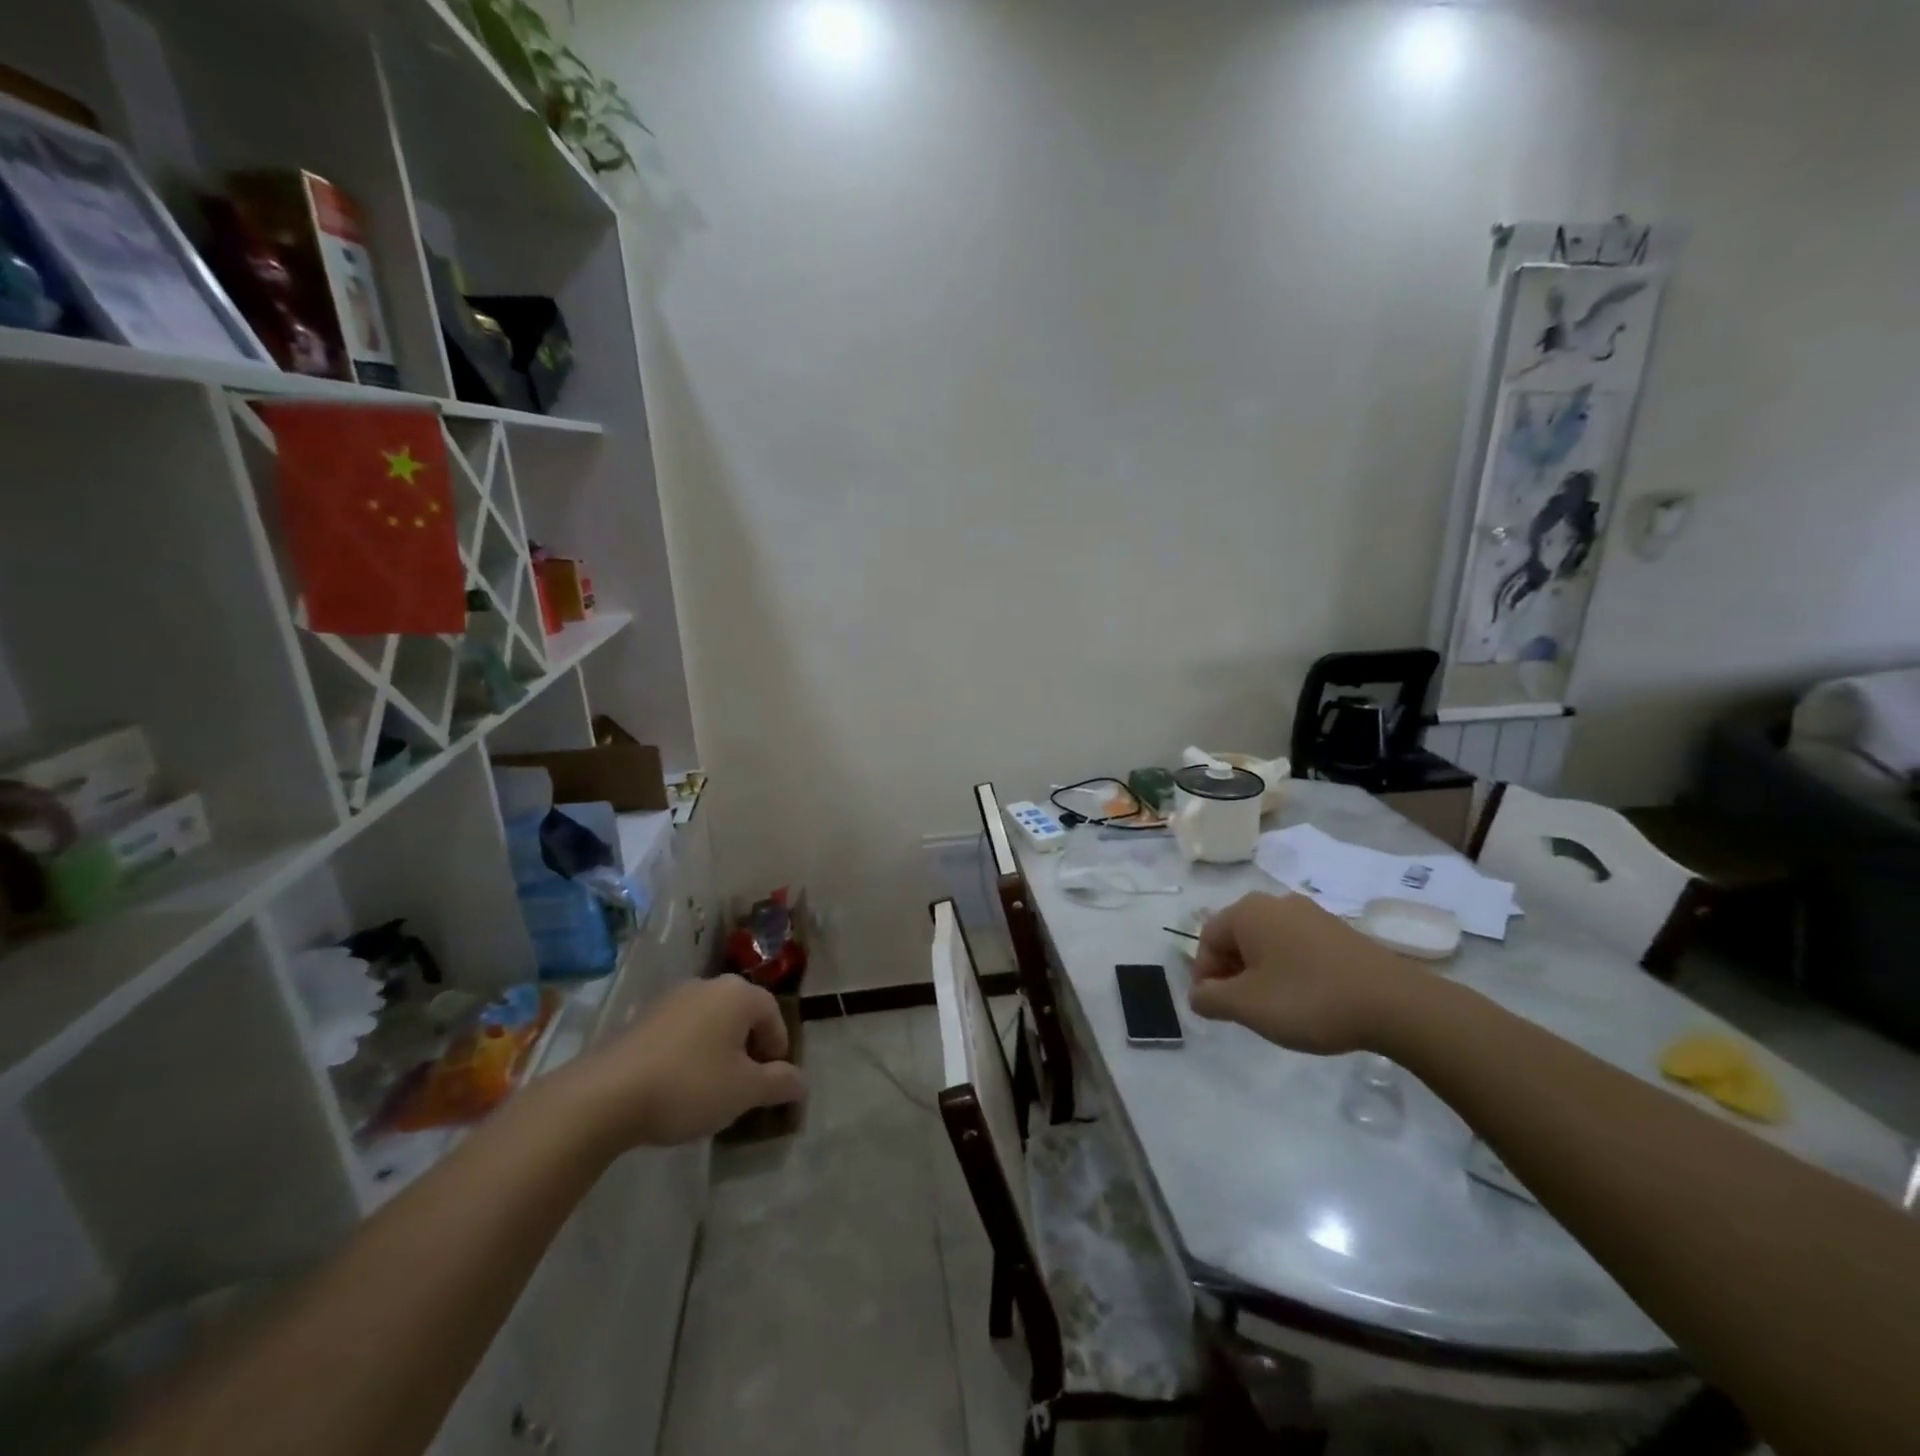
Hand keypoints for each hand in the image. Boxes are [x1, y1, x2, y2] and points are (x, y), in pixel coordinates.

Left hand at [570, 976, 804, 1147]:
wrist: (606, 1095)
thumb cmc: (689, 1086)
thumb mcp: (744, 1091)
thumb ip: (779, 1083)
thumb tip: (802, 1082)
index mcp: (738, 994)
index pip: (773, 1014)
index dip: (778, 1048)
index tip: (770, 1083)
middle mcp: (708, 986)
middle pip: (741, 1015)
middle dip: (748, 1049)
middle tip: (744, 1086)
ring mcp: (672, 999)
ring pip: (711, 1023)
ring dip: (718, 1051)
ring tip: (711, 1090)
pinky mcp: (642, 1018)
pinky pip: (681, 1032)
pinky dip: (689, 1053)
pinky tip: (677, 1086)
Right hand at [1187, 892, 1422, 1054]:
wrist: (1395, 1004)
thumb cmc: (1308, 999)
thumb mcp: (1247, 1006)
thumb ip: (1210, 999)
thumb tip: (1197, 995)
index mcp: (1248, 911)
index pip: (1207, 939)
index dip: (1204, 975)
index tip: (1214, 1009)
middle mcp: (1276, 902)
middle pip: (1237, 937)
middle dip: (1231, 973)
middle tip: (1241, 1010)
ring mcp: (1311, 914)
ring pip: (1267, 942)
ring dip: (1260, 973)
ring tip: (1273, 1008)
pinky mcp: (1338, 932)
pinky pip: (1297, 947)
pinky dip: (1289, 970)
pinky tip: (1305, 1000)